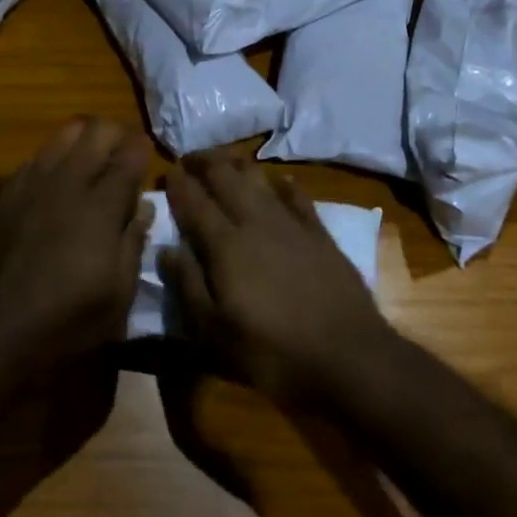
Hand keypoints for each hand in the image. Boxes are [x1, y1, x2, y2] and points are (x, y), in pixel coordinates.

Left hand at [0, 118, 153, 380]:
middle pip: (96, 131)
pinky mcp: (6, 193)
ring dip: (84, 139)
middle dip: (117, 134)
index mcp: (100, 207)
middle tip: (124, 156)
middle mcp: (66, 182)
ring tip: (92, 161)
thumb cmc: (63, 323)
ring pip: (64, 134)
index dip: (143, 150)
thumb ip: (133, 244)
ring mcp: (31, 183)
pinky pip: (37, 156)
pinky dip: (55, 157)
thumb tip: (143, 207)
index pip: (129, 155)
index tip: (148, 157)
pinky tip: (57, 182)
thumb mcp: (117, 298)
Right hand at [161, 154, 395, 403]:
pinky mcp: (319, 232)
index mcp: (225, 245)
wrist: (350, 357)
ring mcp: (290, 223)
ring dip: (237, 165)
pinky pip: (296, 195)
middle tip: (190, 159)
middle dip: (204, 162)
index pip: (194, 202)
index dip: (178, 184)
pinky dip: (282, 183)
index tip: (166, 172)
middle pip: (225, 177)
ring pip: (258, 178)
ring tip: (224, 162)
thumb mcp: (215, 333)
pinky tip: (278, 181)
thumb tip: (166, 248)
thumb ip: (188, 286)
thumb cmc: (274, 352)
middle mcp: (255, 222)